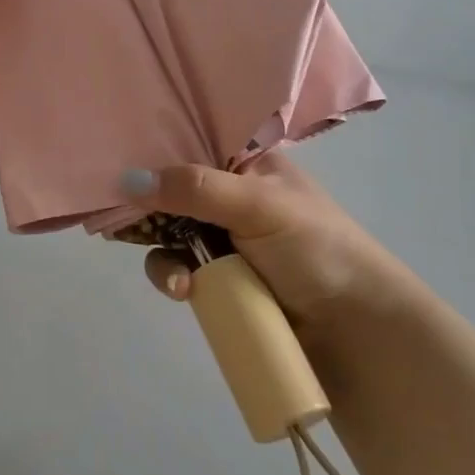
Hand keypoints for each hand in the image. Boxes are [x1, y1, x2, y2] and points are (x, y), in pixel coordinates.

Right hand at [120, 153, 416, 332]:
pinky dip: (174, 278)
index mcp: (248, 164)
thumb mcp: (257, 205)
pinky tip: (185, 292)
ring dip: (163, 254)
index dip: (155, 149)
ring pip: (168, 234)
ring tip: (180, 279)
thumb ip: (195, 189)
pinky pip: (178, 270)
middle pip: (171, 191)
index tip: (117, 155)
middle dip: (149, 207)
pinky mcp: (219, 281)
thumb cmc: (316, 249)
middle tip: (120, 218)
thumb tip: (127, 180)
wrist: (357, 332)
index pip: (192, 143)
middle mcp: (231, 196)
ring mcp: (223, 240)